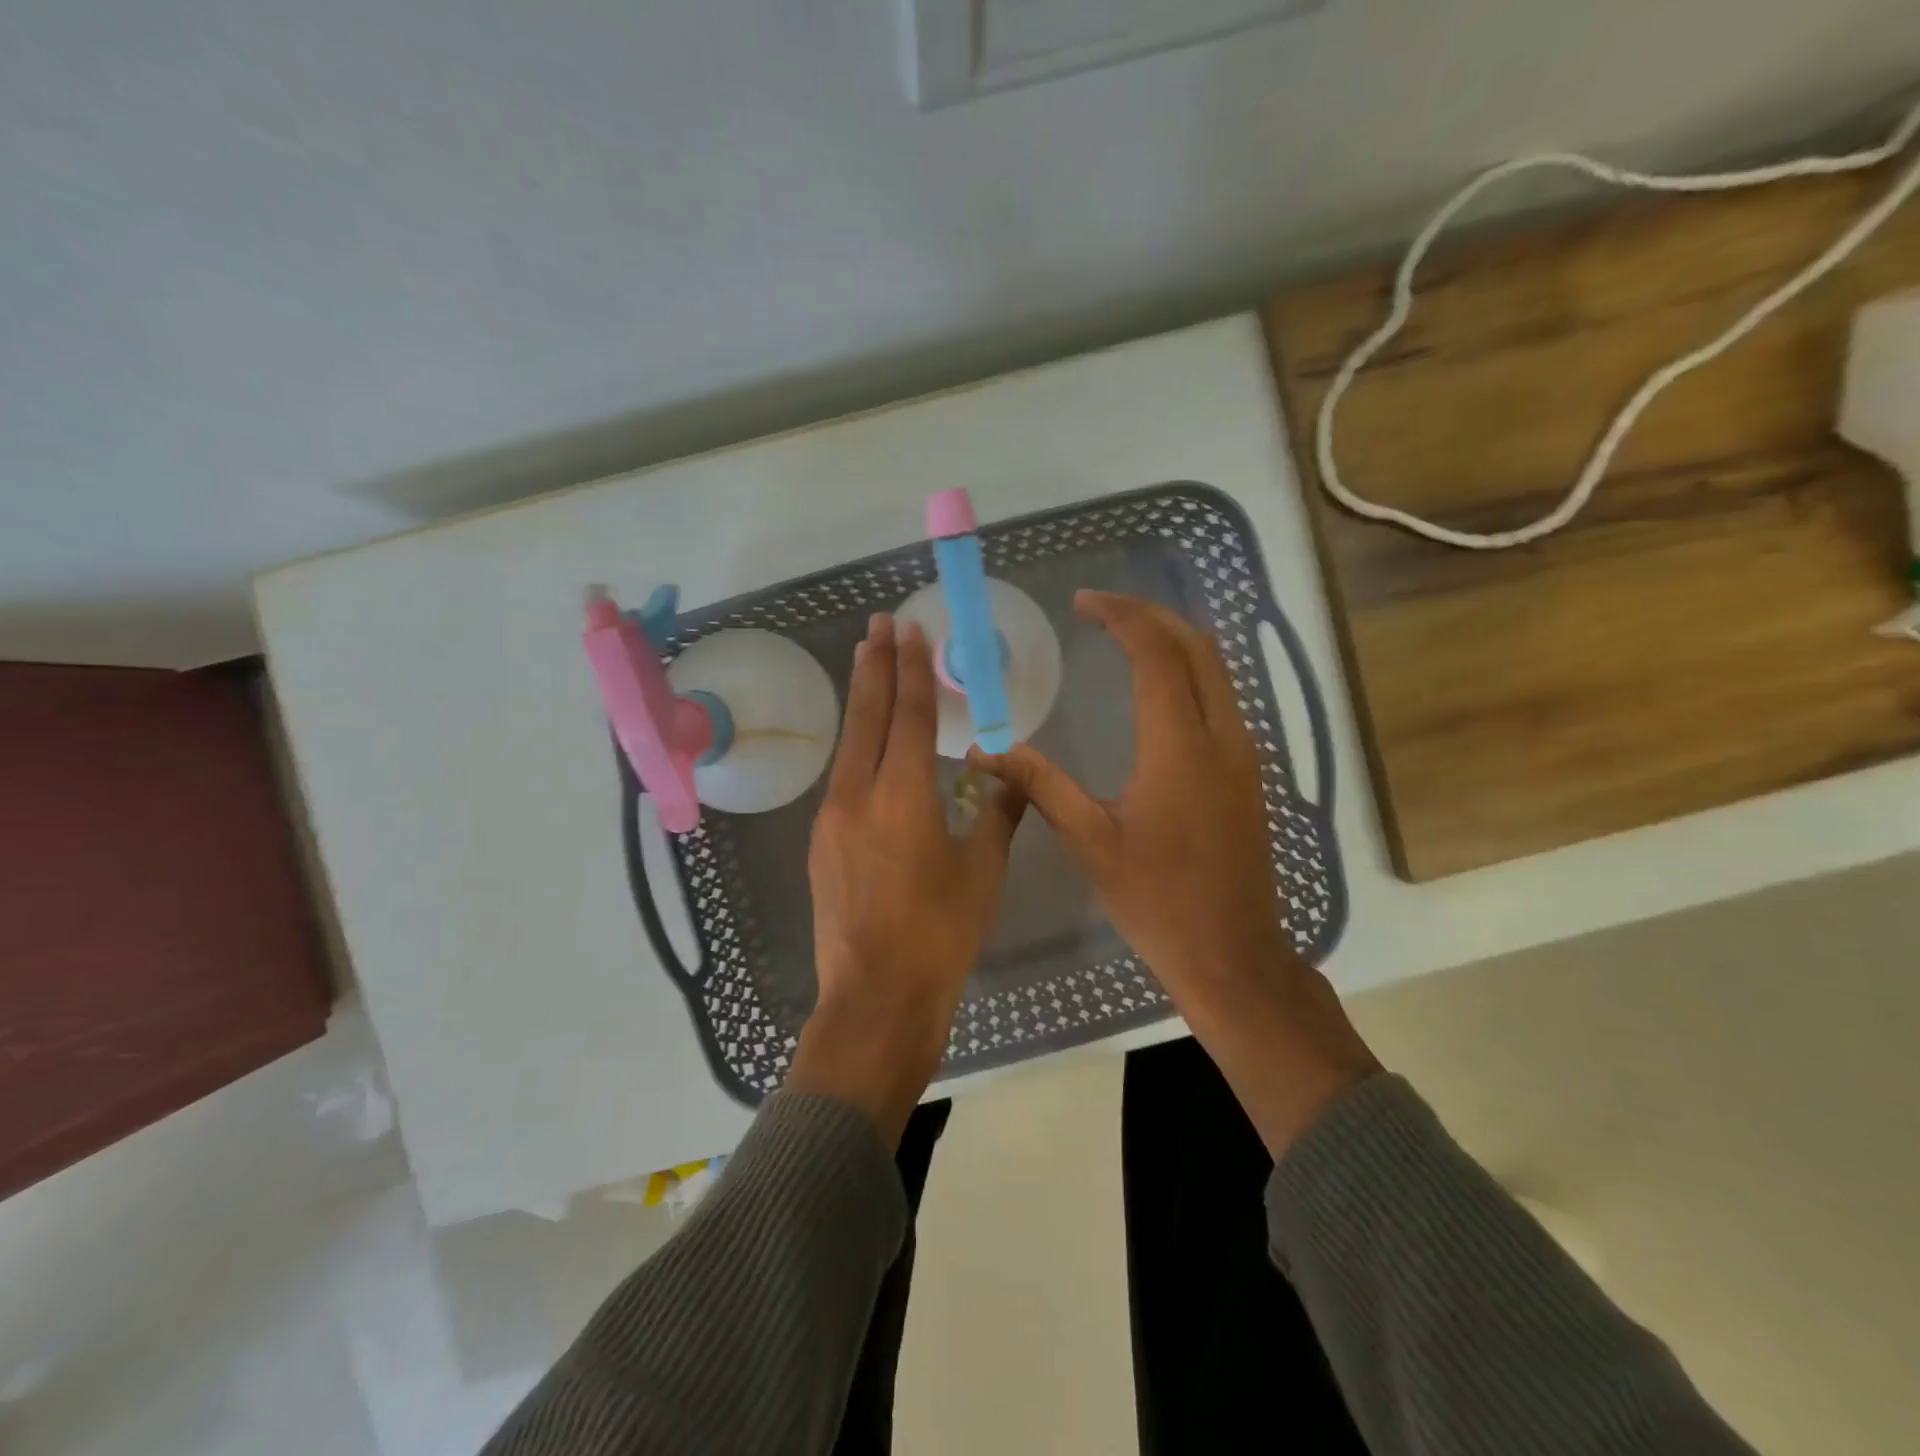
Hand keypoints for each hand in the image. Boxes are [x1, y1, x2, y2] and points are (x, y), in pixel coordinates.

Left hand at [787, 613, 1026, 1144]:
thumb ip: (999, 813)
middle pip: (866, 716)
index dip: (910, 669)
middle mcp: (858, 794)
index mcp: (902, 795)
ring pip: (849, 744)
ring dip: (861, 702)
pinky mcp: (822, 843)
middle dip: (874, 665)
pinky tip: (866, 746)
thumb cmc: (941, 933)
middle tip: (878, 624)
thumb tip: (1014, 774)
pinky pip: (842, 777)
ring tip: (868, 665)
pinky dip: (857, 746)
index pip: (908, 714)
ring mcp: (832, 818)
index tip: (907, 629)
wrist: (876, 997)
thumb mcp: (984, 870)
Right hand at [971, 591, 1376, 1156]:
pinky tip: (1159, 687)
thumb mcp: (1090, 840)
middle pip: (1196, 646)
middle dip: (1151, 615)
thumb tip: (987, 749)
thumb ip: (1041, 783)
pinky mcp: (1249, 772)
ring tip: (1126, 635)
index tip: (1083, 602)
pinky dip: (1192, 670)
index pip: (1156, 653)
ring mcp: (1244, 753)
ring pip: (1217, 668)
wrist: (1231, 953)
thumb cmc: (1156, 899)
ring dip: (1174, 639)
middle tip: (1103, 610)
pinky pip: (1224, 697)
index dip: (1121, 616)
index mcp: (1179, 745)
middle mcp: (1222, 735)